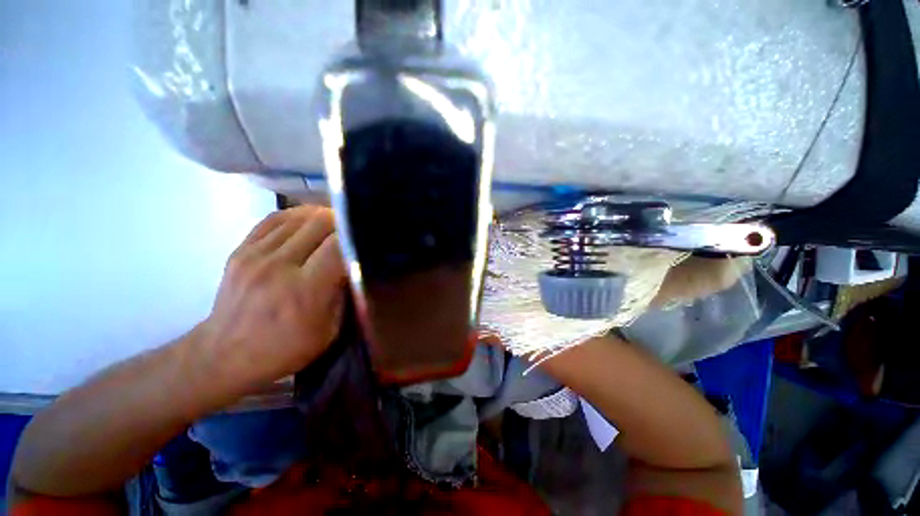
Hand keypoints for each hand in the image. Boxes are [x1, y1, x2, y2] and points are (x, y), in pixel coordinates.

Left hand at [198, 206, 346, 393]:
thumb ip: (344, 293)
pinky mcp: (241, 249)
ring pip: (299, 216)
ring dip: (323, 217)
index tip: (370, 236)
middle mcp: (278, 266)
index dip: (357, 235)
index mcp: (304, 290)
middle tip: (355, 230)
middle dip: (343, 221)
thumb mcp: (329, 330)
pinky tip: (309, 223)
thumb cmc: (285, 348)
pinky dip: (298, 216)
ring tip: (336, 225)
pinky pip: (275, 219)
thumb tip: (356, 261)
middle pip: (320, 222)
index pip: (338, 245)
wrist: (224, 356)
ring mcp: (255, 255)